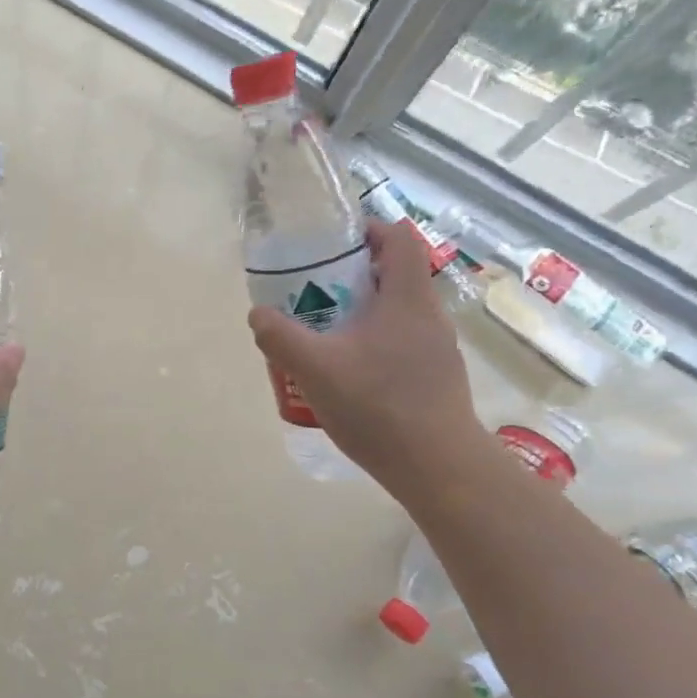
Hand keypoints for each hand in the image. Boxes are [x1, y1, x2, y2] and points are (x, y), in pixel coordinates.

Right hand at [248, 220, 483, 501]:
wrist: (438, 467)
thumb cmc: (379, 407)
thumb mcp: (315, 369)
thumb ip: (280, 337)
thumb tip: (258, 314)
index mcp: (407, 298)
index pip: (399, 238)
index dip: (368, 230)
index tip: (332, 243)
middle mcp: (429, 315)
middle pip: (394, 274)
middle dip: (352, 276)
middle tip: (314, 292)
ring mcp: (437, 349)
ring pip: (396, 312)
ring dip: (361, 312)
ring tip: (324, 335)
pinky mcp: (436, 377)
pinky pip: (401, 343)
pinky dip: (373, 343)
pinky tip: (347, 375)